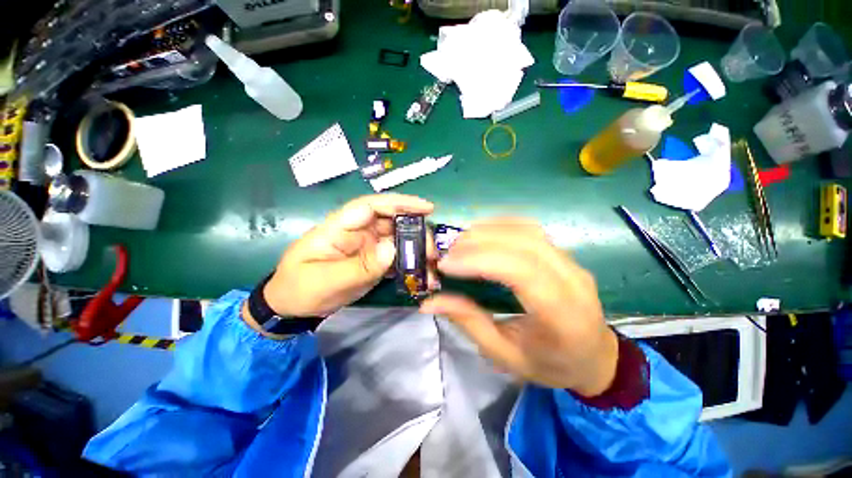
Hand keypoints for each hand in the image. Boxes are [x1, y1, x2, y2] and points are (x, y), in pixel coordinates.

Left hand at [259, 194, 435, 319]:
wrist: (293, 308)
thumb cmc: (300, 289)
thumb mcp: (326, 281)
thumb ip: (360, 266)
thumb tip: (393, 248)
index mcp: (339, 227)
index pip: (371, 206)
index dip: (399, 203)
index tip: (426, 208)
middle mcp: (357, 232)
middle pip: (391, 222)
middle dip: (415, 230)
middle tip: (433, 249)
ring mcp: (367, 247)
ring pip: (397, 239)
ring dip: (416, 248)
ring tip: (432, 263)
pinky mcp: (373, 261)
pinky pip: (395, 257)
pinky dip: (409, 263)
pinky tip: (422, 273)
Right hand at [420, 219, 618, 396]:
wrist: (594, 357)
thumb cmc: (550, 364)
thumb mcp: (505, 355)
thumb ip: (468, 323)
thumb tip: (430, 302)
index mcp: (562, 315)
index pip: (521, 271)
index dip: (479, 261)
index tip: (445, 265)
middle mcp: (572, 280)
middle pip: (523, 243)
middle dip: (478, 243)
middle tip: (448, 252)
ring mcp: (571, 262)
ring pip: (526, 230)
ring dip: (487, 231)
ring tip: (459, 242)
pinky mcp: (563, 254)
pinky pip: (530, 229)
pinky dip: (500, 226)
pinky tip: (481, 234)